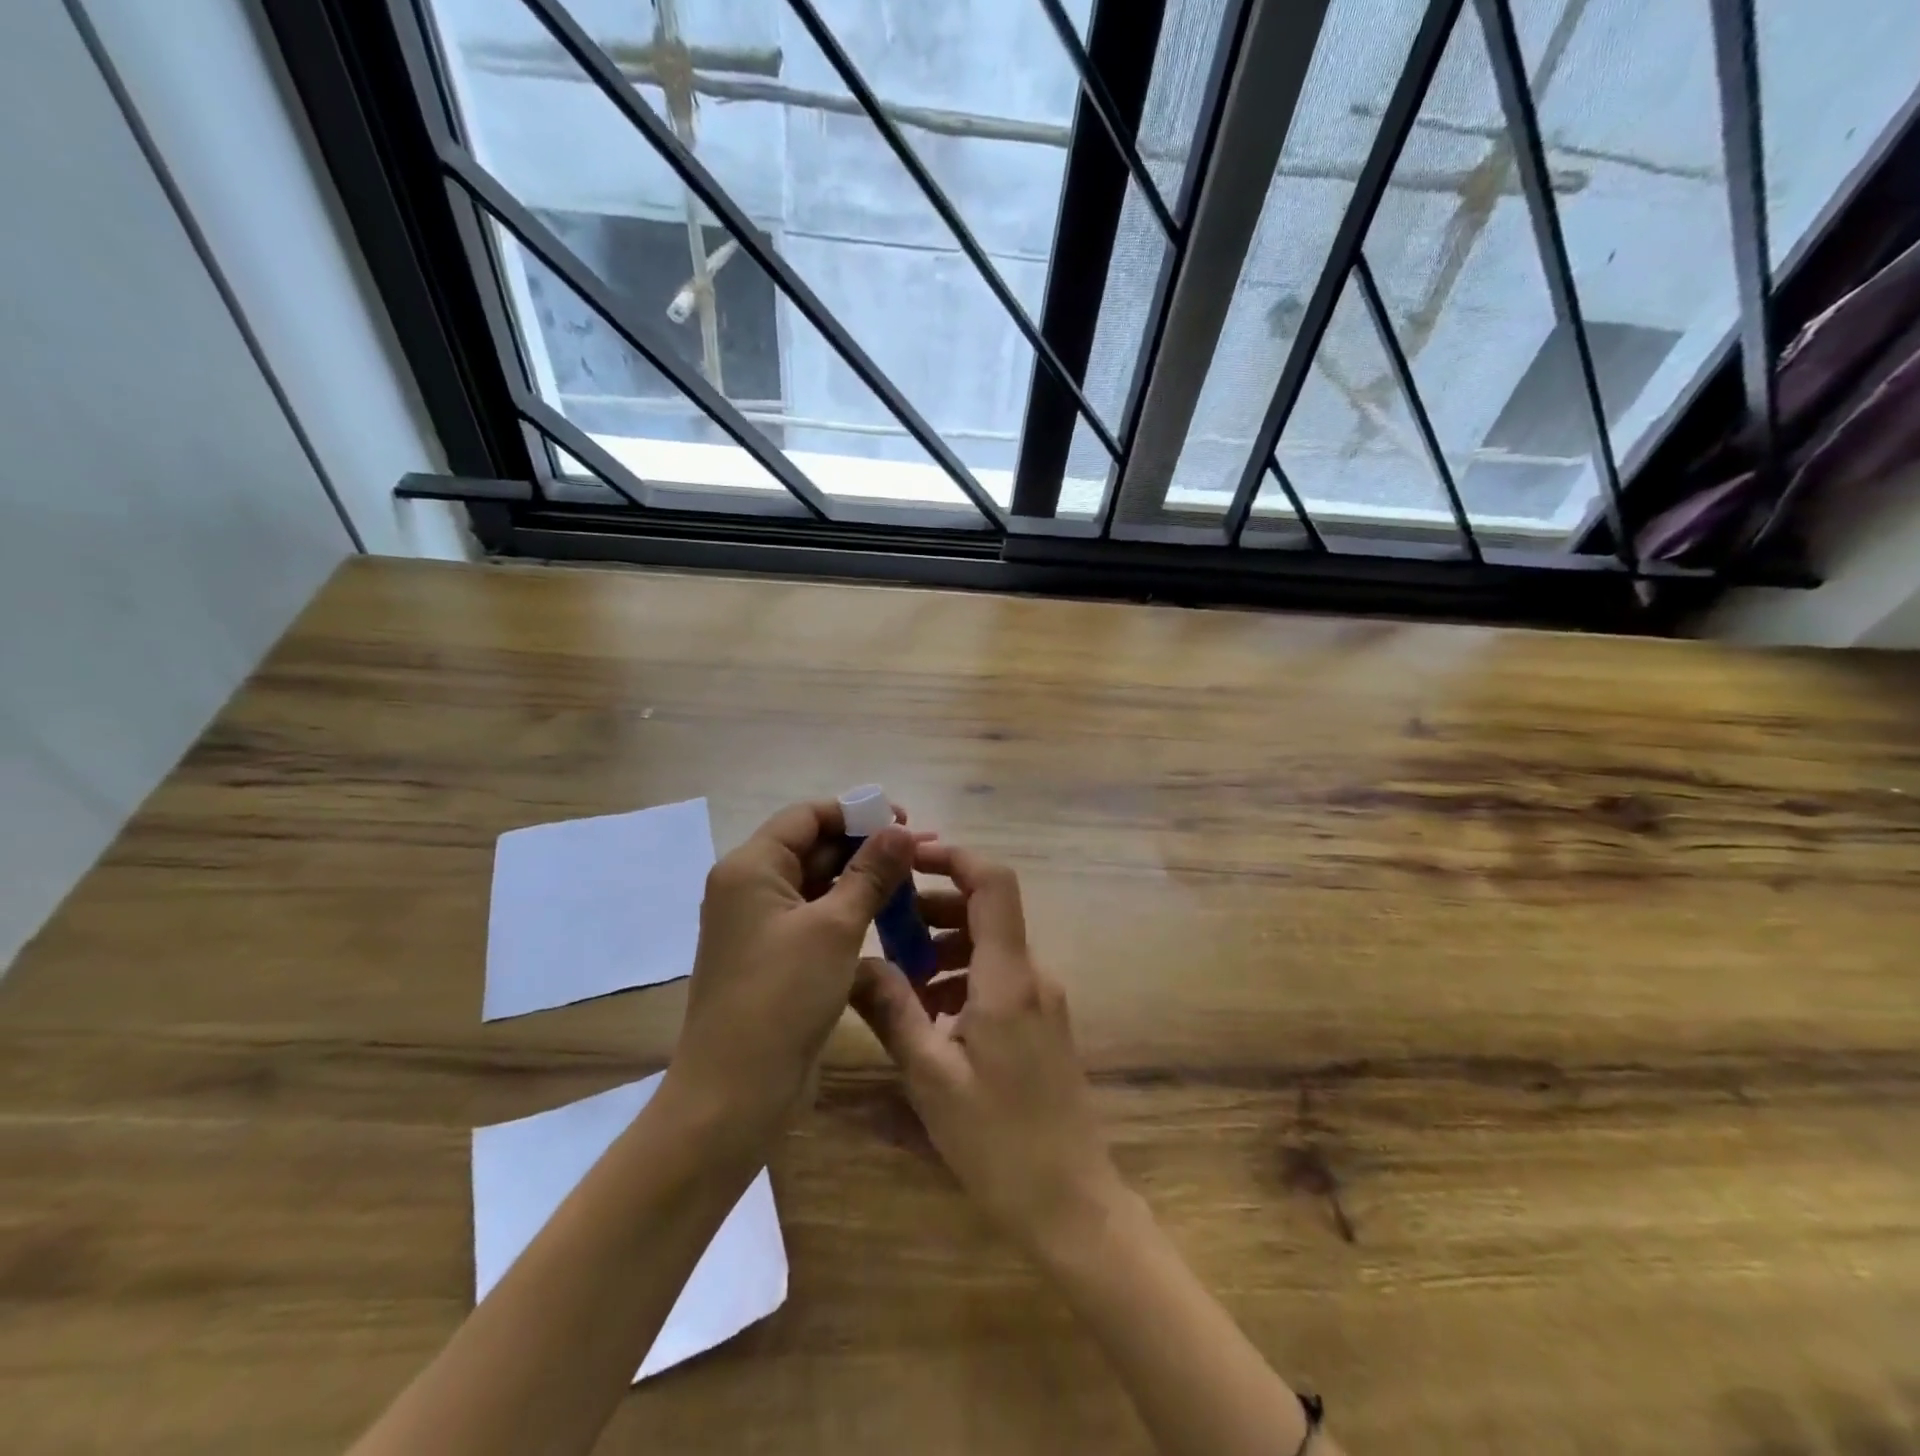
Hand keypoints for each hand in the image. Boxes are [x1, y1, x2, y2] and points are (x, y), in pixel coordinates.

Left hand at [667, 799, 916, 1146]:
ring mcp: (759, 924)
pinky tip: (886, 915)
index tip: (904, 820)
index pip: (806, 816)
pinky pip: (814, 916)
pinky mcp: (773, 956)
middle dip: (864, 845)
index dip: (855, 812)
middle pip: (811, 846)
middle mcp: (749, 887)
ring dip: (859, 878)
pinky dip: (847, 910)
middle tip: (918, 852)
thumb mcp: (835, 927)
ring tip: (911, 880)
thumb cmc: (782, 997)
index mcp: (751, 867)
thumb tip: (900, 829)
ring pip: (816, 883)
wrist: (735, 1092)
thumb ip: (870, 873)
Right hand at [852, 845, 1126, 1257]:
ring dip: (944, 946)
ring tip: (898, 977)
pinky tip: (930, 1015)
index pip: (993, 883)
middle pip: (987, 910)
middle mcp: (1033, 975)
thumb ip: (892, 1010)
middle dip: (934, 907)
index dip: (953, 857)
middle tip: (885, 925)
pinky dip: (962, 978)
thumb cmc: (999, 1141)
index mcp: (1008, 977)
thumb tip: (855, 963)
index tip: (909, 856)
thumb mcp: (930, 1076)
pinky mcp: (1042, 1024)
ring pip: (990, 946)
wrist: (1072, 1204)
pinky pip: (999, 978)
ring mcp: (1043, 1000)